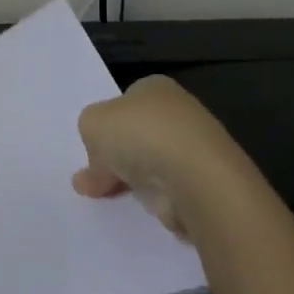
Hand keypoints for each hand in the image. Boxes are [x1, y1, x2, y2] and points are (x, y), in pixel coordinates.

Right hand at [72, 75, 243, 235]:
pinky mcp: (203, 183)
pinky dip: (153, 197)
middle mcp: (178, 112)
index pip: (124, 103)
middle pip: (137, 134)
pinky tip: (138, 206)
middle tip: (93, 177)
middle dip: (115, 155)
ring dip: (132, 178)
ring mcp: (194, 148)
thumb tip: (96, 161)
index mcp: (155, 87)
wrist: (195, 180)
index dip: (105, 123)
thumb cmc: (140, 136)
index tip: (92, 147)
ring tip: (108, 195)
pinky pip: (167, 189)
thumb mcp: (92, 123)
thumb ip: (89, 135)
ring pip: (151, 163)